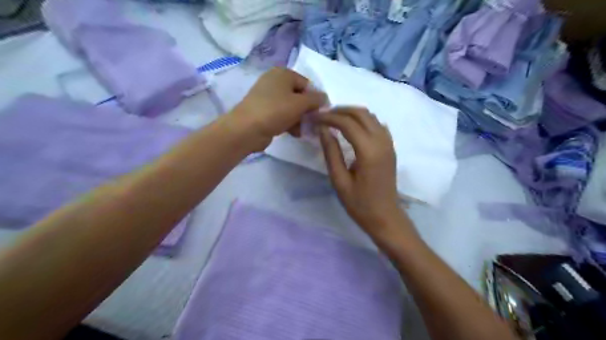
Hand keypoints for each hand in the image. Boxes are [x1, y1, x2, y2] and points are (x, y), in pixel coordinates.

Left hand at [231, 66, 326, 149]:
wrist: (246, 129)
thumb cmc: (275, 111)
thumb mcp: (300, 103)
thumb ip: (316, 99)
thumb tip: (324, 98)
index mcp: (283, 73)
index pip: (307, 84)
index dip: (315, 99)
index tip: (319, 113)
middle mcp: (274, 81)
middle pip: (299, 96)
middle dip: (306, 111)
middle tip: (311, 123)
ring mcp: (267, 97)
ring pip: (291, 107)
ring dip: (299, 119)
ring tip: (301, 131)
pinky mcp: (263, 111)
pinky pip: (282, 115)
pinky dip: (289, 123)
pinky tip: (293, 133)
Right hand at [319, 108, 408, 239]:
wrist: (385, 216)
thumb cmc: (359, 203)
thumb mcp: (339, 180)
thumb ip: (331, 152)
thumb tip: (323, 130)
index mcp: (369, 151)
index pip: (347, 123)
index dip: (329, 117)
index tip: (314, 118)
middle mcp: (382, 141)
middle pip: (361, 113)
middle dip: (340, 110)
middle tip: (323, 115)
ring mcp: (389, 143)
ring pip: (370, 116)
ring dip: (351, 113)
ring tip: (333, 119)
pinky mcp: (390, 147)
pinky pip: (377, 124)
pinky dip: (362, 120)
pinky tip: (351, 128)